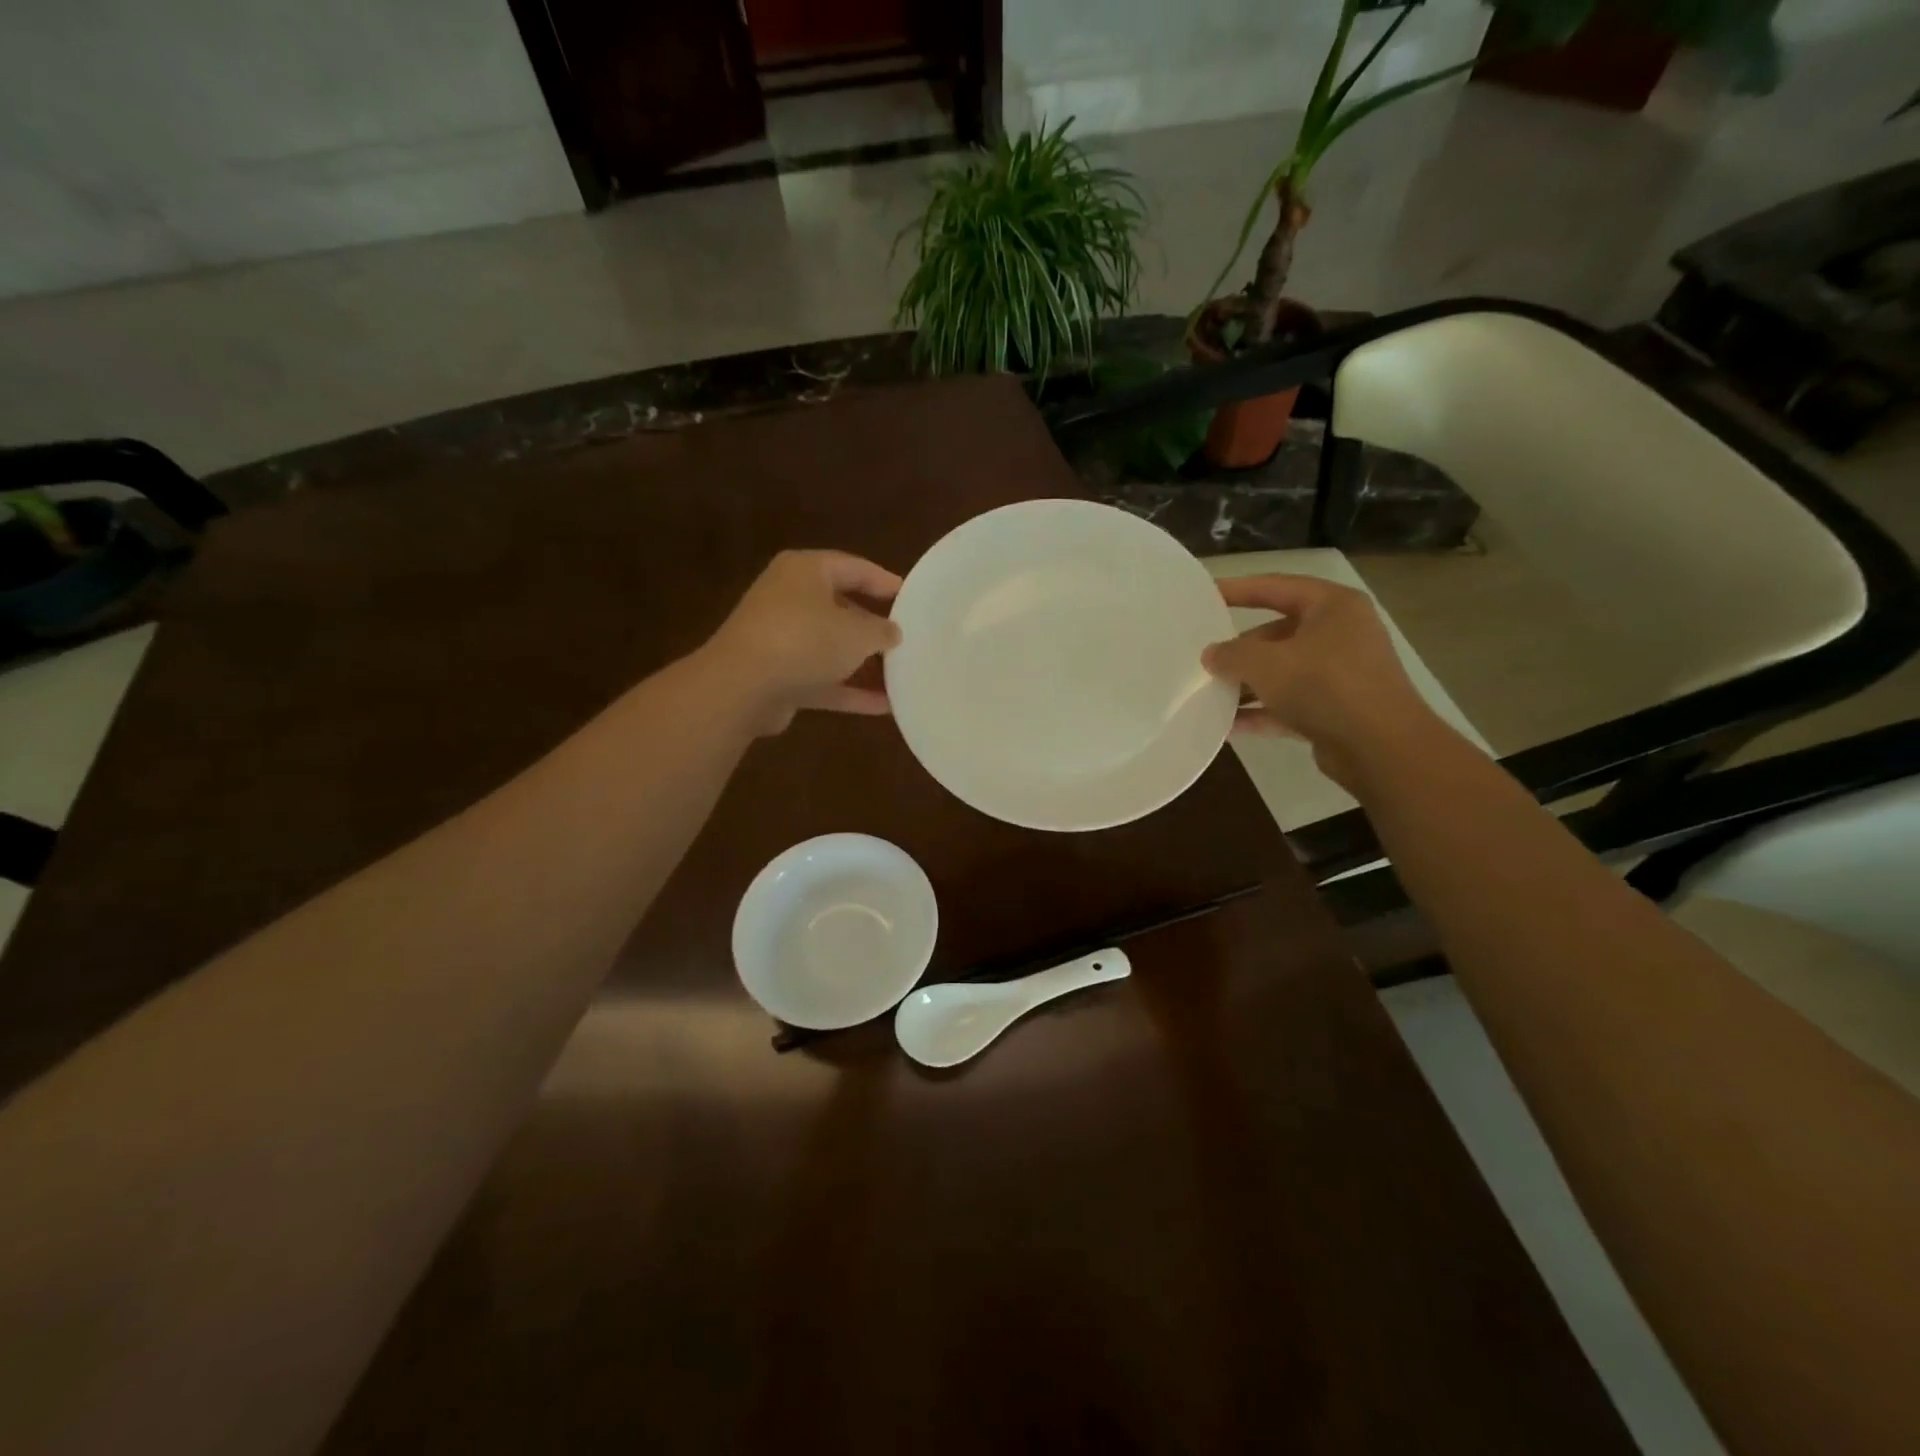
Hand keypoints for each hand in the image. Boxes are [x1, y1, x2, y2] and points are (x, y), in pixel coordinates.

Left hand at [705, 550, 903, 733]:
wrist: (742, 687)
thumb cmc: (805, 640)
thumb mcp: (857, 632)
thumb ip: (881, 630)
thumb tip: (893, 632)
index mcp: (805, 571)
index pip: (853, 567)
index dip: (885, 581)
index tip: (912, 598)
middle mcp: (790, 598)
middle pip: (841, 607)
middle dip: (873, 626)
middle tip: (906, 638)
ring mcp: (781, 638)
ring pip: (831, 646)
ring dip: (864, 663)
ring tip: (901, 674)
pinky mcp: (778, 675)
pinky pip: (822, 678)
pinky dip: (849, 690)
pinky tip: (884, 706)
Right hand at [1200, 574, 1441, 788]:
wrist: (1380, 748)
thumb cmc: (1324, 686)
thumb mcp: (1266, 664)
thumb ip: (1231, 654)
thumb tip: (1211, 655)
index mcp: (1332, 607)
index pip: (1276, 587)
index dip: (1238, 589)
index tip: (1206, 594)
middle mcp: (1341, 634)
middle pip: (1277, 633)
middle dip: (1240, 650)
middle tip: (1204, 658)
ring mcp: (1341, 674)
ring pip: (1283, 671)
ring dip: (1247, 684)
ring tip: (1209, 694)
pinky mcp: (1337, 709)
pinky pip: (1290, 704)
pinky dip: (1262, 711)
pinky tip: (1228, 726)